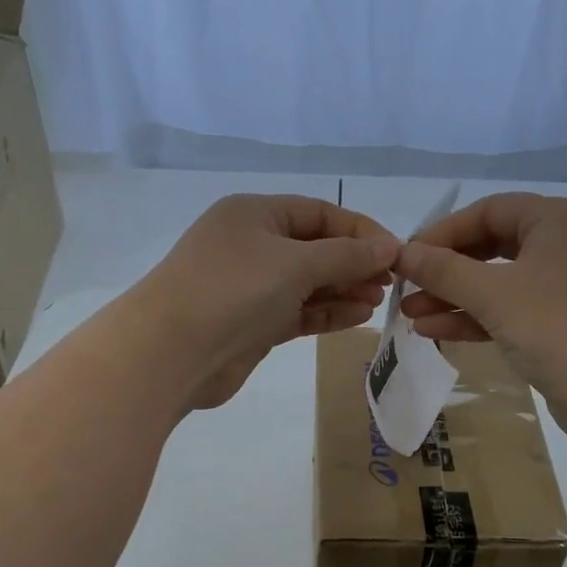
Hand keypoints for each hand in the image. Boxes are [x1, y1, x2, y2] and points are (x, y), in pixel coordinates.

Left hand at [132, 194, 399, 410]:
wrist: (171, 352)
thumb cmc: (233, 291)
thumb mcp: (294, 263)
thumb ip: (345, 256)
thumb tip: (389, 248)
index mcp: (255, 214)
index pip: (319, 213)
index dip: (360, 231)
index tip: (396, 253)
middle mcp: (252, 245)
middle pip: (315, 248)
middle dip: (353, 263)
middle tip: (389, 283)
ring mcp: (251, 287)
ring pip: (308, 284)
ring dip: (343, 290)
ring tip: (378, 301)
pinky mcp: (253, 324)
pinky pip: (298, 312)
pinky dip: (326, 313)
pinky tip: (357, 317)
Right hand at [395, 192, 566, 442]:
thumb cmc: (558, 327)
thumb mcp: (492, 293)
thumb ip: (443, 270)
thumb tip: (400, 252)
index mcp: (557, 219)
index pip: (488, 211)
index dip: (442, 232)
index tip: (406, 258)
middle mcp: (564, 244)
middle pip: (490, 246)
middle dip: (444, 270)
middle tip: (405, 288)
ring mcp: (564, 285)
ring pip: (497, 282)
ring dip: (453, 297)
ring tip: (409, 314)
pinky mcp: (560, 323)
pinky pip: (508, 310)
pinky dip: (474, 318)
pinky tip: (433, 330)